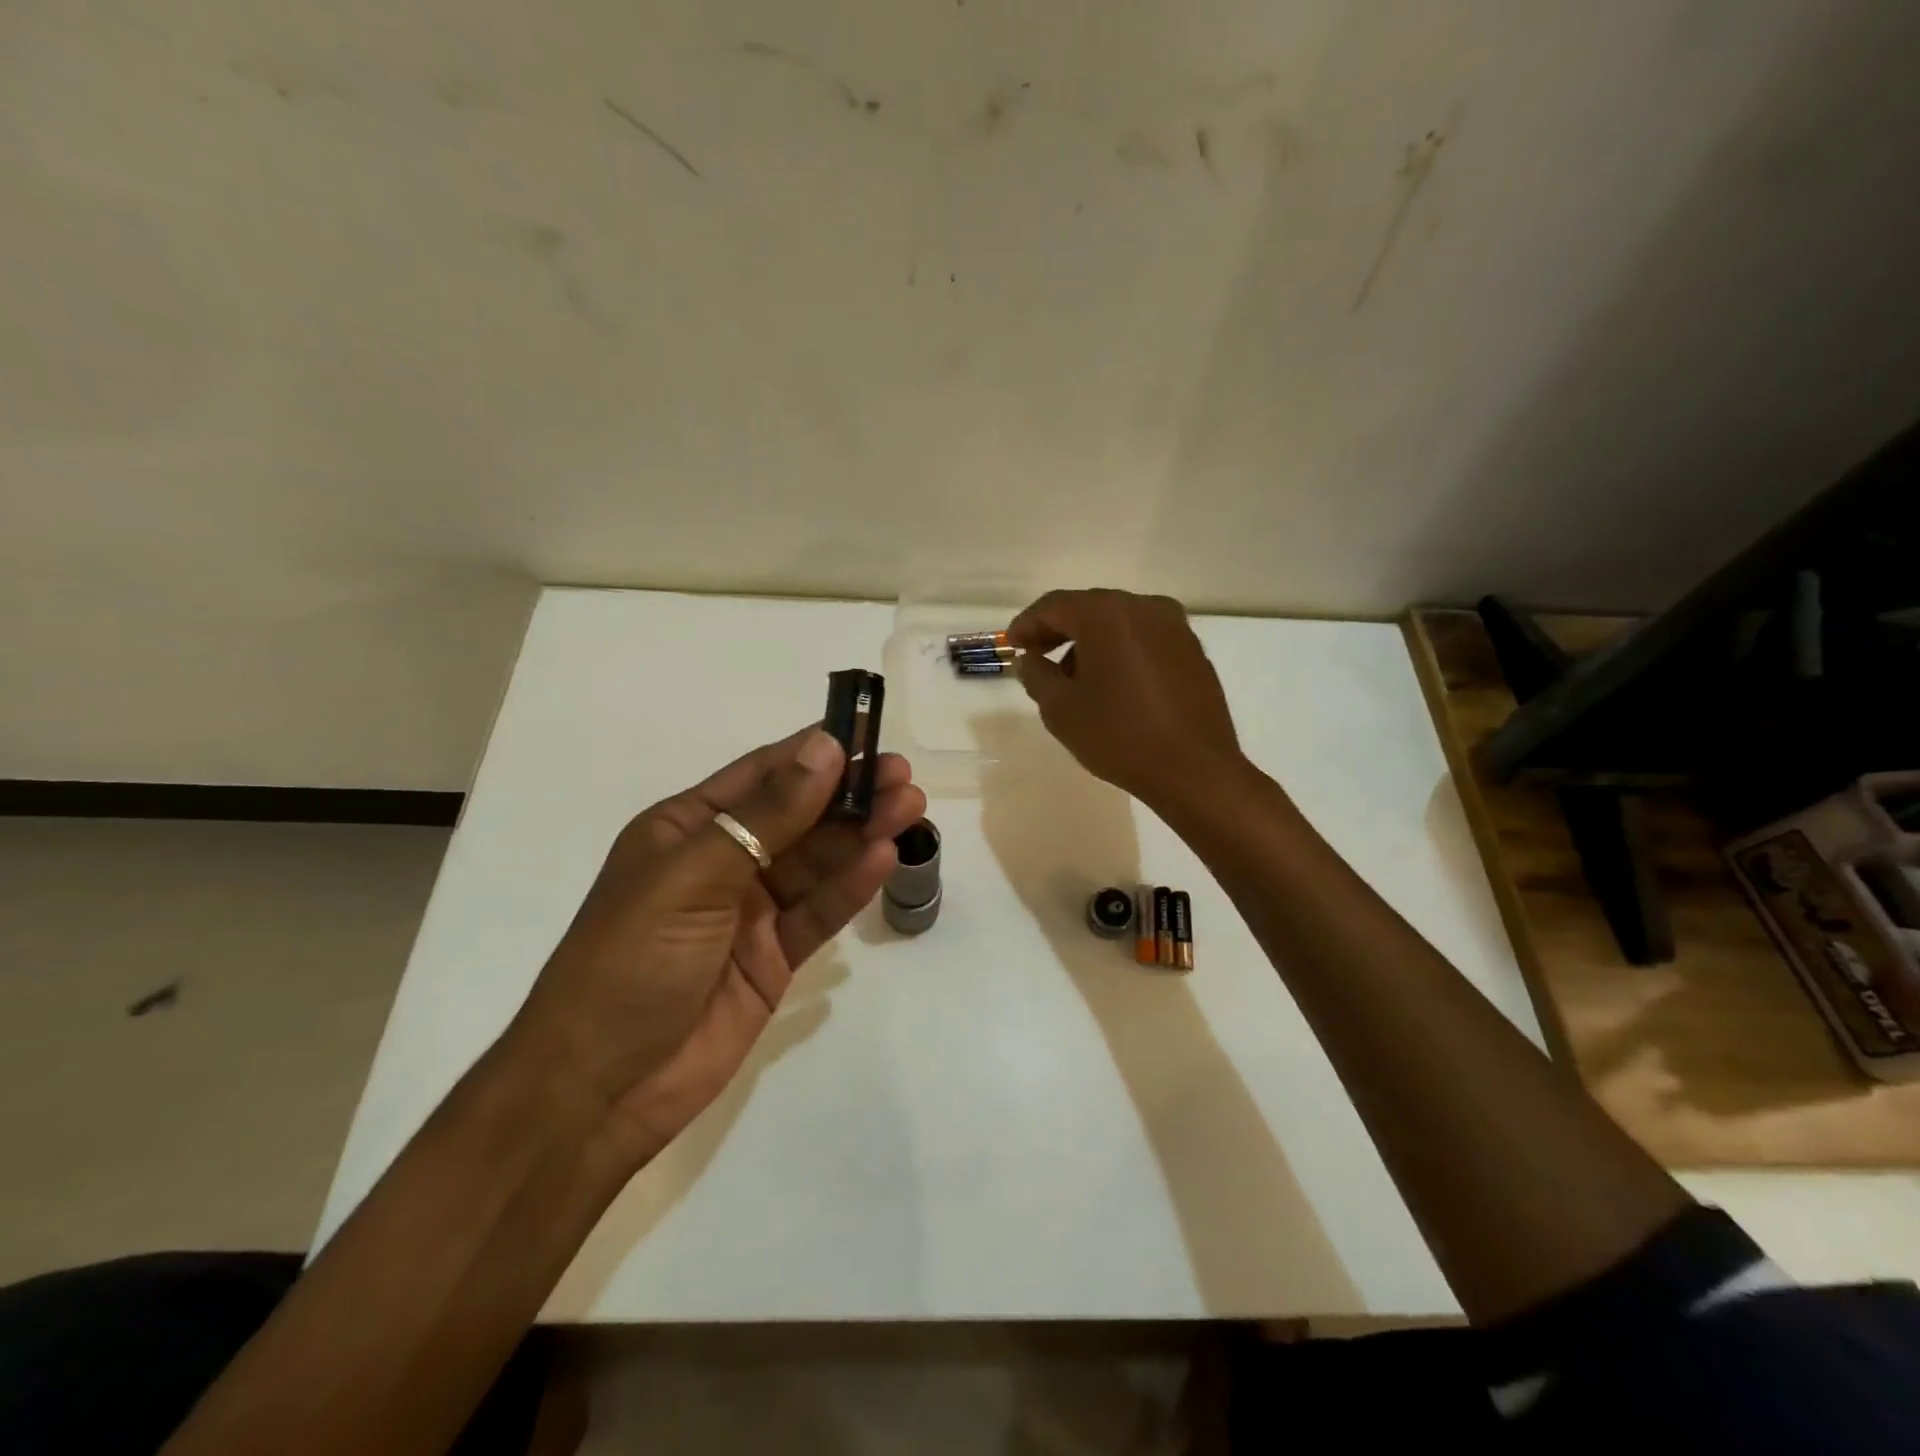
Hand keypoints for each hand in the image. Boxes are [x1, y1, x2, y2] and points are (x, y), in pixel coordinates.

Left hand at [513, 726, 924, 1164]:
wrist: (600, 1087)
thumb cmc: (632, 959)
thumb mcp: (696, 874)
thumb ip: (768, 815)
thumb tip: (824, 748)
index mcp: (687, 828)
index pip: (762, 775)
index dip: (814, 754)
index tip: (867, 736)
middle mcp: (722, 861)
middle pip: (799, 817)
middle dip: (850, 794)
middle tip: (903, 777)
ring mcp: (751, 911)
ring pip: (817, 861)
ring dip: (861, 833)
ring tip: (910, 807)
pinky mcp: (774, 956)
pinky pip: (819, 911)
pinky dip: (851, 885)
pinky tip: (883, 858)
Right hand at [1008, 588, 1243, 809]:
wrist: (1194, 770)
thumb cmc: (1119, 736)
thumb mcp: (1060, 709)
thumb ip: (1036, 675)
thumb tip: (1029, 659)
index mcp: (1107, 614)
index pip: (1055, 606)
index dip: (1027, 624)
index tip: (1011, 645)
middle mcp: (1144, 608)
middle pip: (1089, 609)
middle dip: (1059, 631)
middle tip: (1036, 657)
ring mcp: (1175, 628)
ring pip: (1119, 624)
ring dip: (1091, 643)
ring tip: (1073, 679)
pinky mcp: (1192, 651)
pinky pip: (1145, 640)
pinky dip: (1121, 652)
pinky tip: (1112, 685)